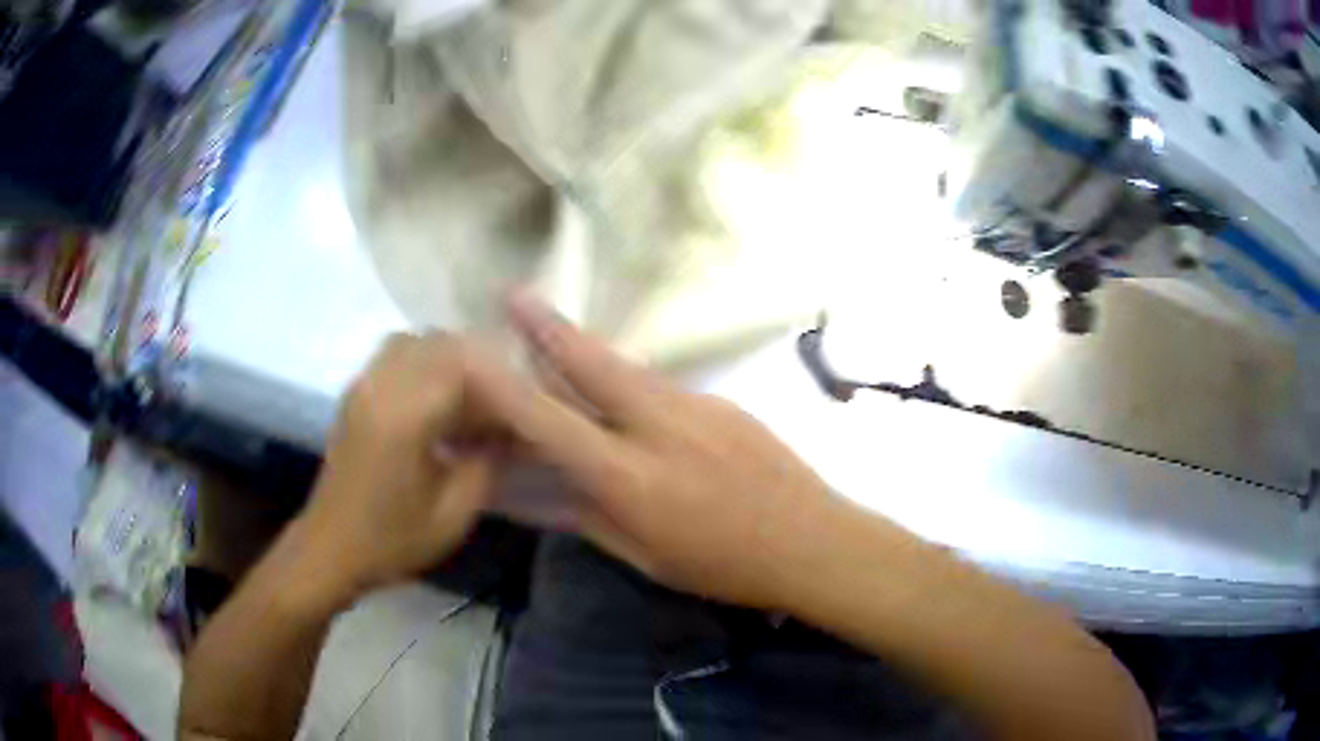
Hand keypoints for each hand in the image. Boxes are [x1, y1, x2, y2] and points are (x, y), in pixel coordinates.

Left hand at [300, 333, 493, 599]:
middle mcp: (381, 386)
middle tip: (499, 399)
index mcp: (406, 415)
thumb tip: (512, 429)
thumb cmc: (392, 539)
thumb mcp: (454, 513)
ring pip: (413, 341)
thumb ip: (489, 462)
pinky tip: (433, 403)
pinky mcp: (354, 394)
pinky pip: (392, 355)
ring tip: (466, 398)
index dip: (499, 374)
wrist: (330, 549)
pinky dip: (421, 364)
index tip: (522, 401)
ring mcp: (362, 386)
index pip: (462, 362)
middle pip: (438, 342)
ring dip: (445, 358)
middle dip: (476, 362)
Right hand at [470, 294, 838, 608]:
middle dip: (547, 325)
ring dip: (587, 350)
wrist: (812, 540)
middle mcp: (658, 424)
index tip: (474, 352)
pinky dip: (632, 385)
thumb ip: (586, 515)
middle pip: (591, 362)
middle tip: (515, 292)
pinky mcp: (722, 400)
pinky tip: (632, 405)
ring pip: (627, 367)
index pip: (550, 420)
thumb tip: (532, 493)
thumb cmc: (724, 566)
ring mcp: (696, 404)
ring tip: (555, 336)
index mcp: (630, 475)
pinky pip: (661, 386)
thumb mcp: (645, 555)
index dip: (504, 385)